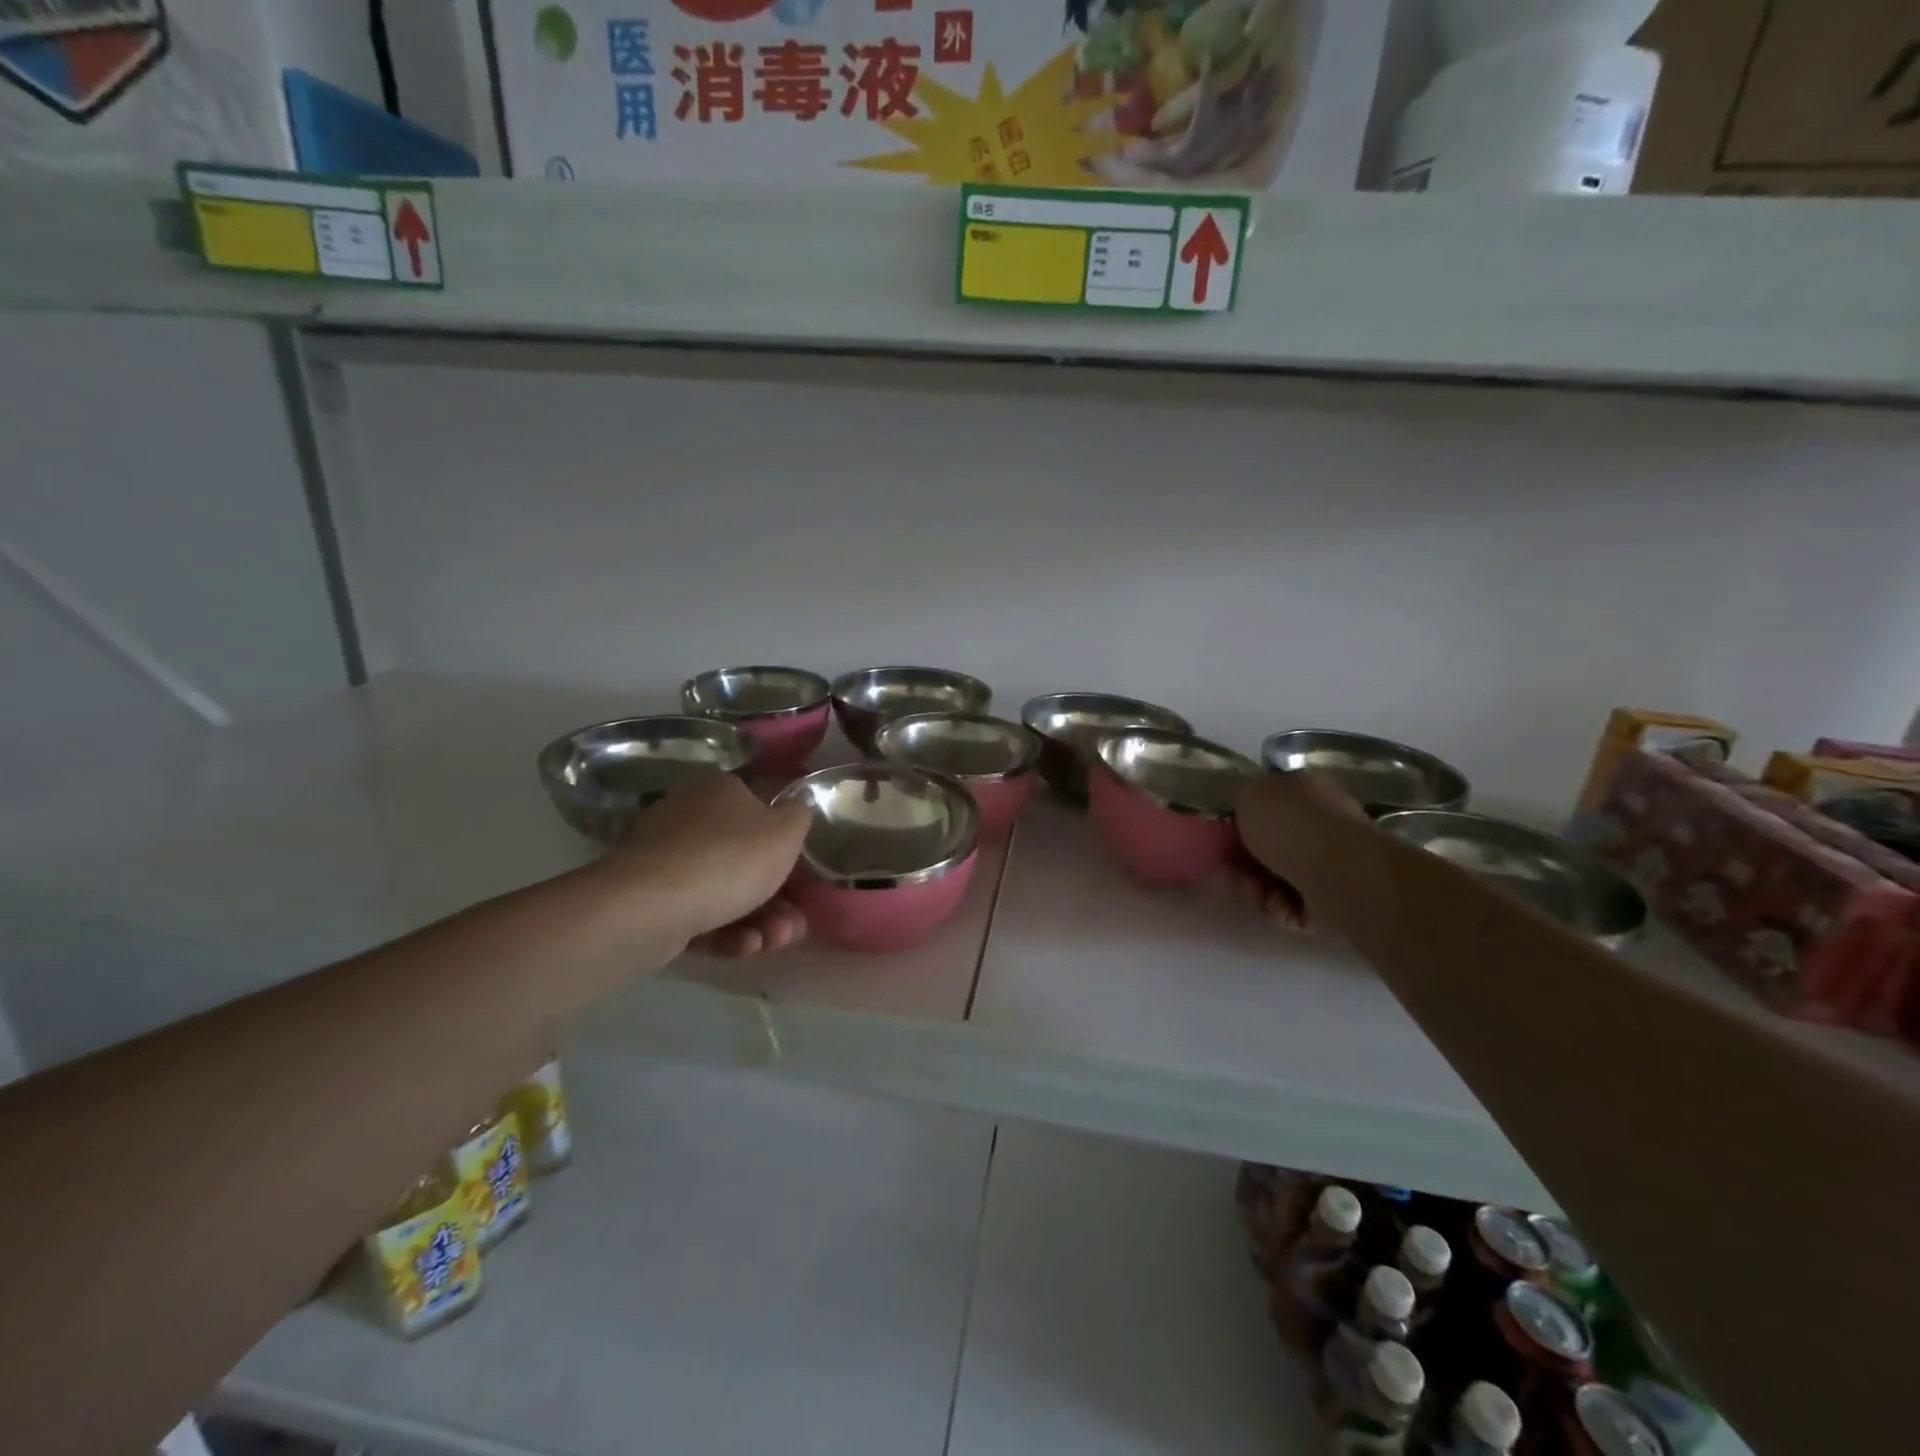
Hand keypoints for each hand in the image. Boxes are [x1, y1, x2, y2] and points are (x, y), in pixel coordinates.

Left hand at [608, 774, 812, 956]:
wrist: (650, 906)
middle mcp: (689, 817)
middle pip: (745, 860)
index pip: (760, 812)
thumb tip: (796, 808)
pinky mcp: (649, 900)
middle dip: (776, 900)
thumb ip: (799, 816)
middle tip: (792, 926)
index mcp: (719, 790)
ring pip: (724, 891)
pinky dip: (724, 932)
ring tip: (771, 943)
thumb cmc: (729, 858)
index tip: (801, 879)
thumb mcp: (786, 832)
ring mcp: (665, 859)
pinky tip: (740, 947)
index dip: (784, 848)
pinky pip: (697, 913)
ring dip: (758, 921)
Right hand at [1233, 771, 1366, 932]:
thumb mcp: (1247, 793)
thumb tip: (1241, 803)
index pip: (1269, 800)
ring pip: (1281, 876)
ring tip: (1257, 894)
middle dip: (1247, 861)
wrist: (1338, 874)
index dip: (1242, 819)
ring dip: (1260, 888)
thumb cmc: (1289, 826)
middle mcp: (1323, 819)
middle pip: (1272, 842)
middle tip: (1232, 871)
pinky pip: (1296, 903)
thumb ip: (1238, 795)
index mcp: (1305, 787)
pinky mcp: (1336, 895)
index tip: (1224, 836)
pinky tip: (1280, 908)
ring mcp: (1333, 859)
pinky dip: (1283, 908)